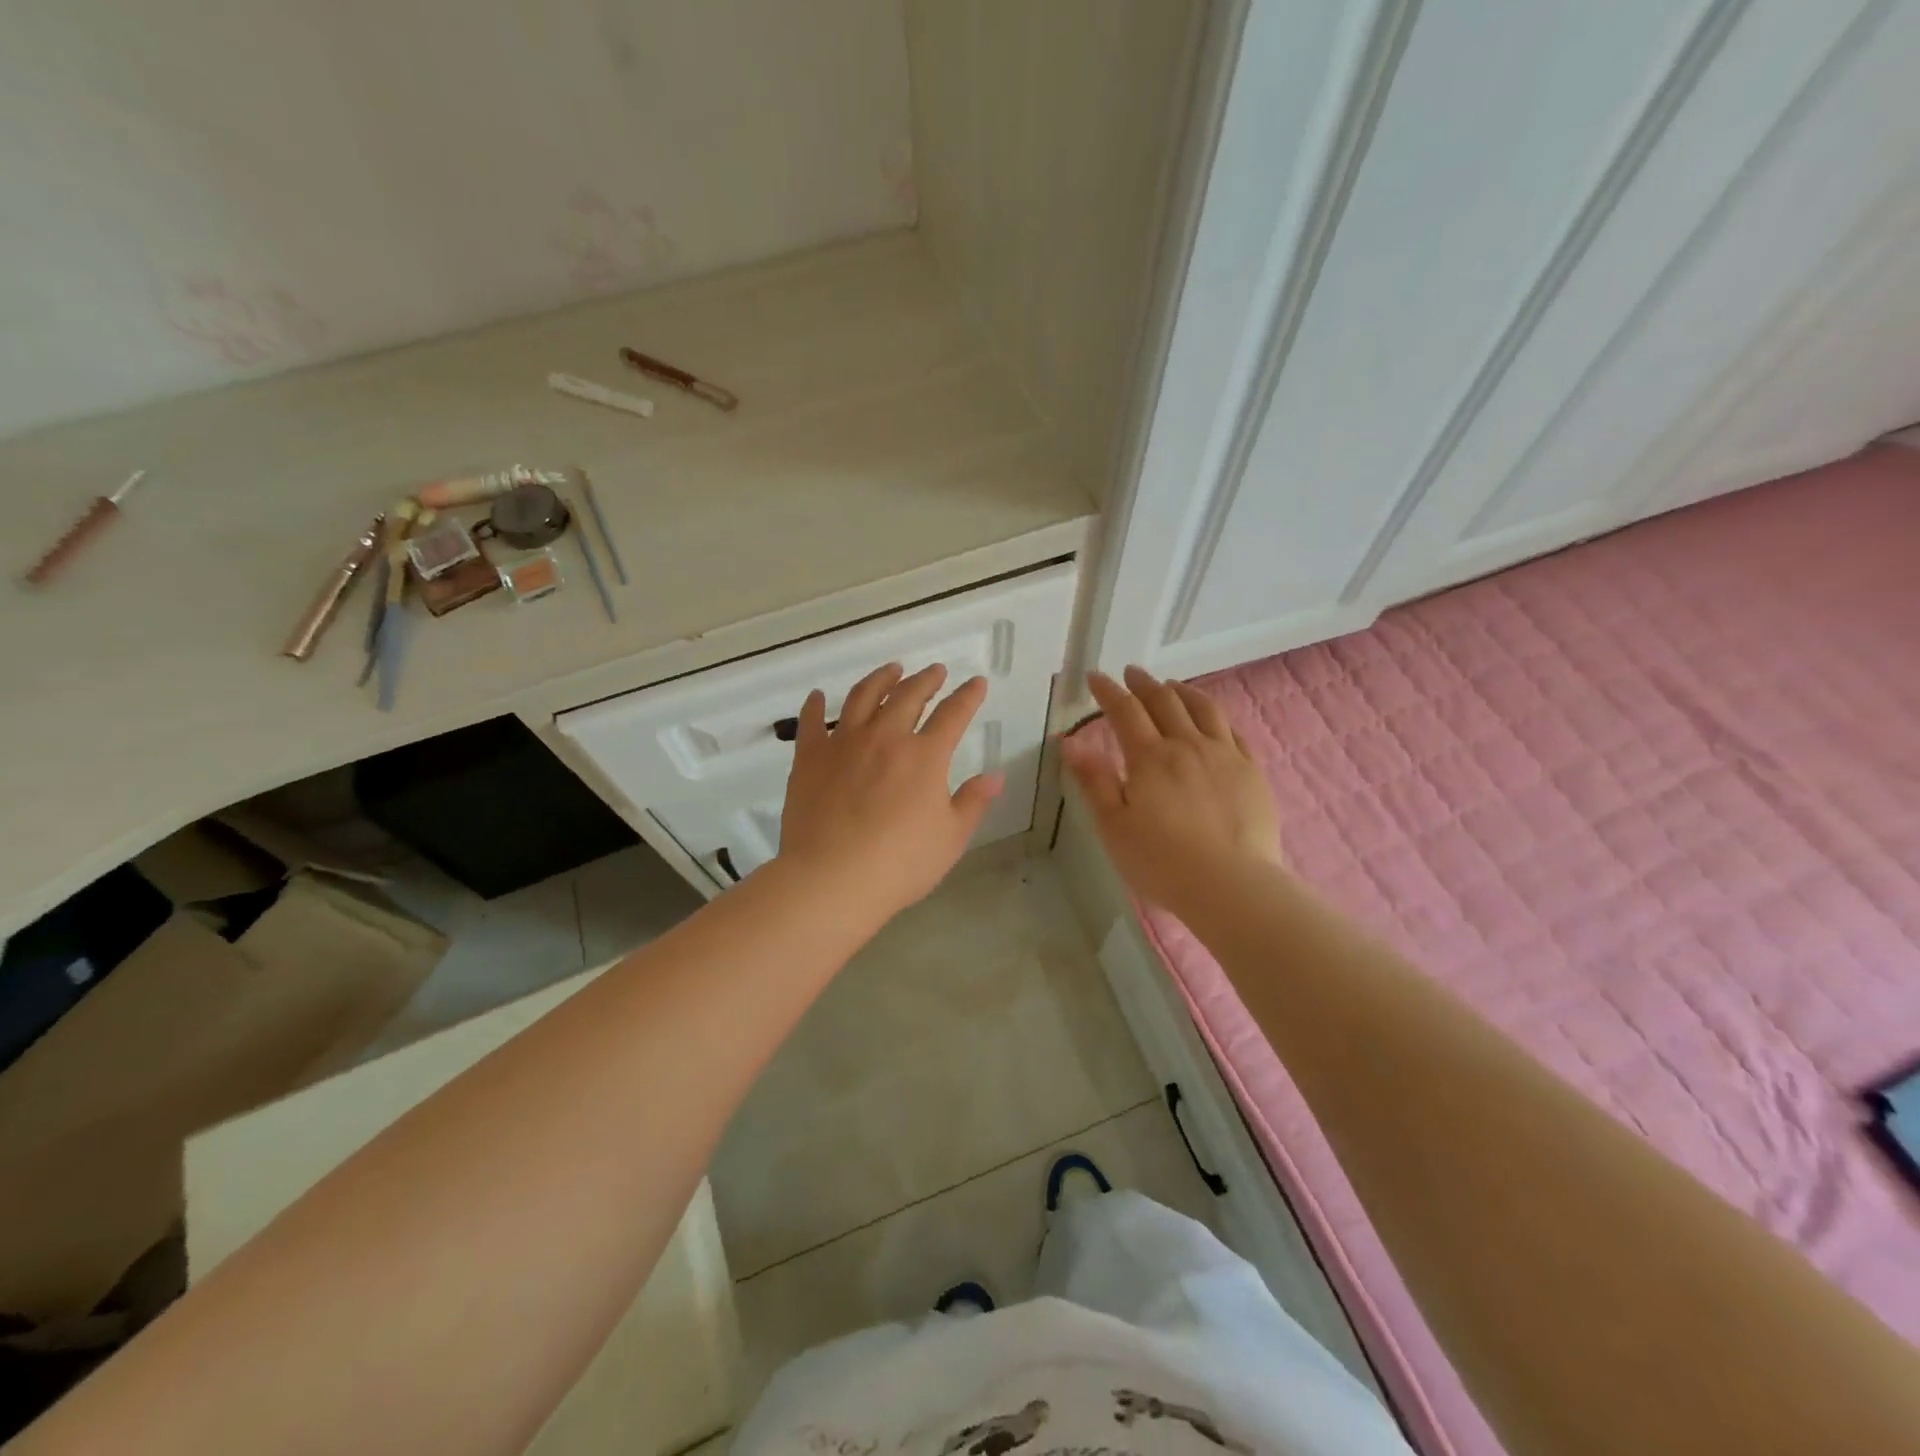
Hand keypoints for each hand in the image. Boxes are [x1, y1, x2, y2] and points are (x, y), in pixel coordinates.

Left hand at [777, 662, 1002, 922]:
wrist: (832, 879)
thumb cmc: (900, 863)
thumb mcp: (951, 838)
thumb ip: (973, 802)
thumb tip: (995, 776)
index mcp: (924, 756)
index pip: (953, 714)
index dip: (968, 696)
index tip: (977, 682)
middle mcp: (885, 738)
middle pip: (908, 696)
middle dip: (926, 680)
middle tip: (935, 670)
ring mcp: (843, 744)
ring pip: (862, 697)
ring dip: (880, 680)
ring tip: (890, 670)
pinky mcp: (809, 758)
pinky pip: (811, 722)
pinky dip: (814, 705)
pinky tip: (816, 695)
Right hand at [1061, 666, 1282, 914]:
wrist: (1232, 885)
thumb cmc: (1162, 861)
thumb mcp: (1114, 826)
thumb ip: (1094, 780)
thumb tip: (1070, 740)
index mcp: (1150, 758)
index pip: (1125, 711)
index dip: (1108, 691)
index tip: (1095, 677)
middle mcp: (1188, 746)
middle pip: (1165, 702)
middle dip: (1144, 684)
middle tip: (1132, 673)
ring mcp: (1225, 756)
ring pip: (1204, 709)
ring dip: (1183, 691)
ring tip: (1172, 686)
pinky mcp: (1252, 772)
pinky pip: (1234, 732)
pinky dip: (1216, 717)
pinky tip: (1212, 721)